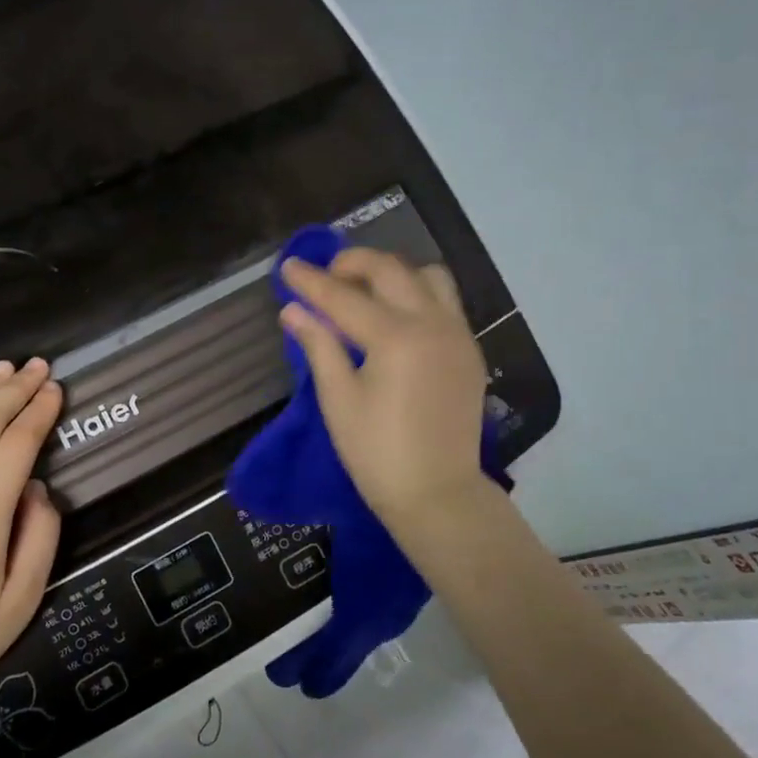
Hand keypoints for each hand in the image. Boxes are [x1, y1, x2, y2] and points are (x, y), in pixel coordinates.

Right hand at [279, 249, 492, 539]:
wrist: (437, 494)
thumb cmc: (377, 453)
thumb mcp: (338, 400)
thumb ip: (318, 346)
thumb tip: (293, 310)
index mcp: (396, 338)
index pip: (343, 297)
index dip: (311, 281)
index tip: (287, 265)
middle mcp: (433, 324)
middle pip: (390, 270)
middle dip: (353, 263)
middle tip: (325, 277)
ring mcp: (458, 335)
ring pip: (428, 277)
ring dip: (392, 274)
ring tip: (365, 294)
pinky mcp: (470, 350)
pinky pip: (445, 302)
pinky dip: (416, 295)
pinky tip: (394, 319)